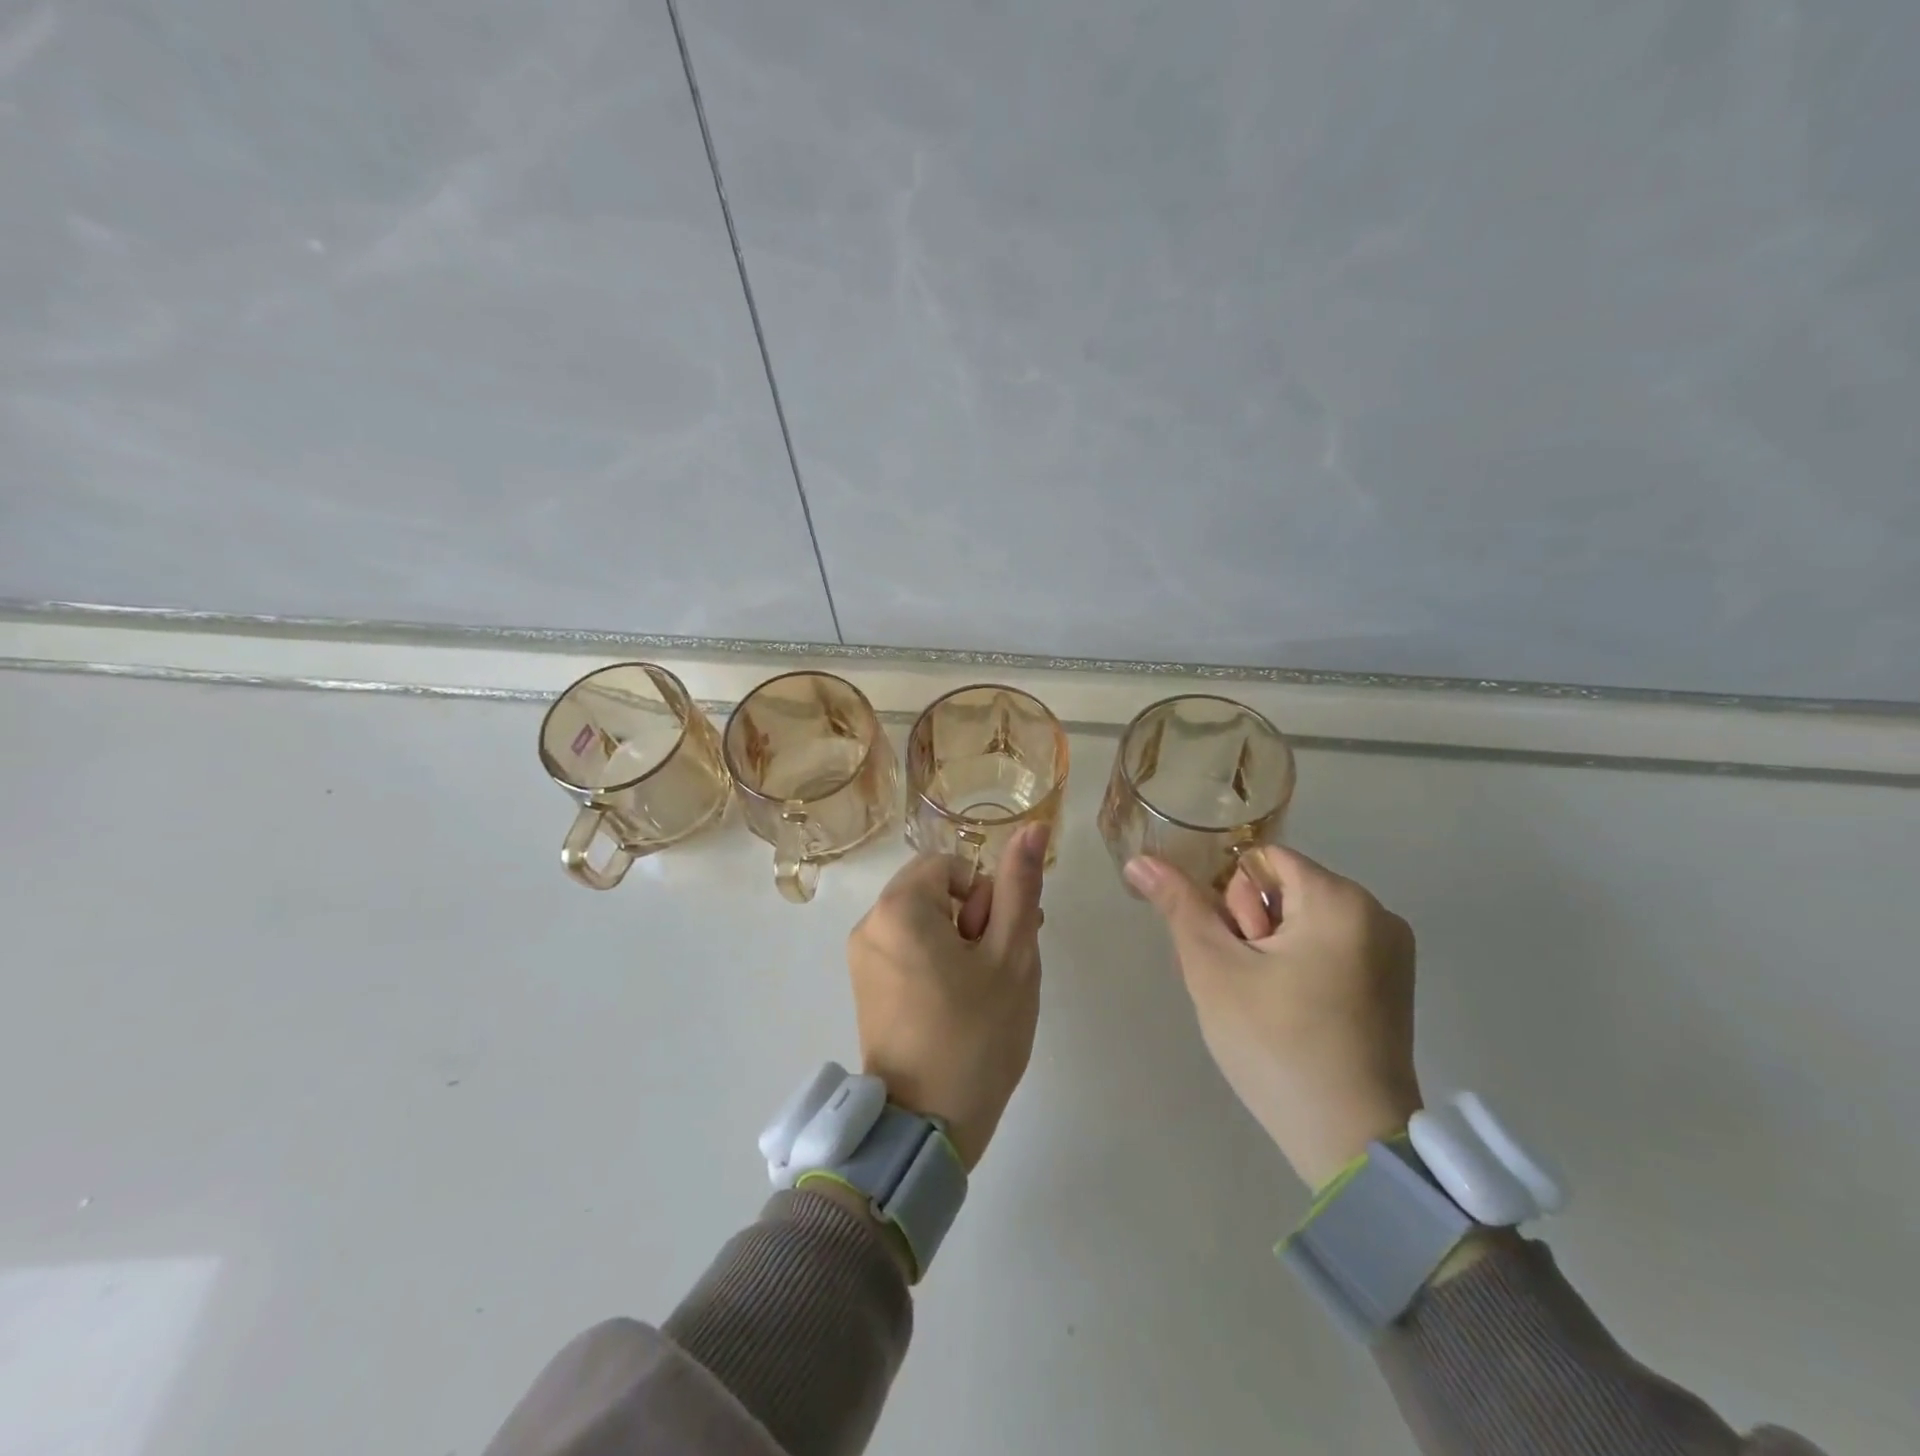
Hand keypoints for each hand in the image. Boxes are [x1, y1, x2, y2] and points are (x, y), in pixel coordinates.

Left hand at [846, 824, 1049, 1170]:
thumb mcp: (1011, 954)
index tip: (994, 943)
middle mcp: (870, 923)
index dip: (984, 897)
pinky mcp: (865, 987)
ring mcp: (862, 958)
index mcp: (899, 907)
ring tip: (981, 991)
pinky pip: (906, 949)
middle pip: (934, 890)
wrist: (927, 1125)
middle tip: (996, 969)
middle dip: (973, 917)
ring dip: (958, 941)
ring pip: (924, 921)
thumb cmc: (976, 1034)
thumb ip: (1019, 886)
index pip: (952, 865)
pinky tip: (957, 1004)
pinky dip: (935, 962)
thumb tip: (1033, 827)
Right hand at [1125, 845, 1421, 1189]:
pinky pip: (1326, 948)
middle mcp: (1377, 913)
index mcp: (1340, 899)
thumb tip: (1139, 861)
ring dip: (1268, 949)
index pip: (1259, 860)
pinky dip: (1297, 967)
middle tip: (1248, 984)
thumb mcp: (1214, 970)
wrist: (1351, 1144)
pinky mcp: (1392, 984)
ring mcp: (1391, 951)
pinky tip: (1289, 1012)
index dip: (1232, 901)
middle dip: (1250, 927)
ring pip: (1299, 921)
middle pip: (1282, 889)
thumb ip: (1178, 906)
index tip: (1237, 952)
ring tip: (1265, 1003)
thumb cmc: (1277, 1045)